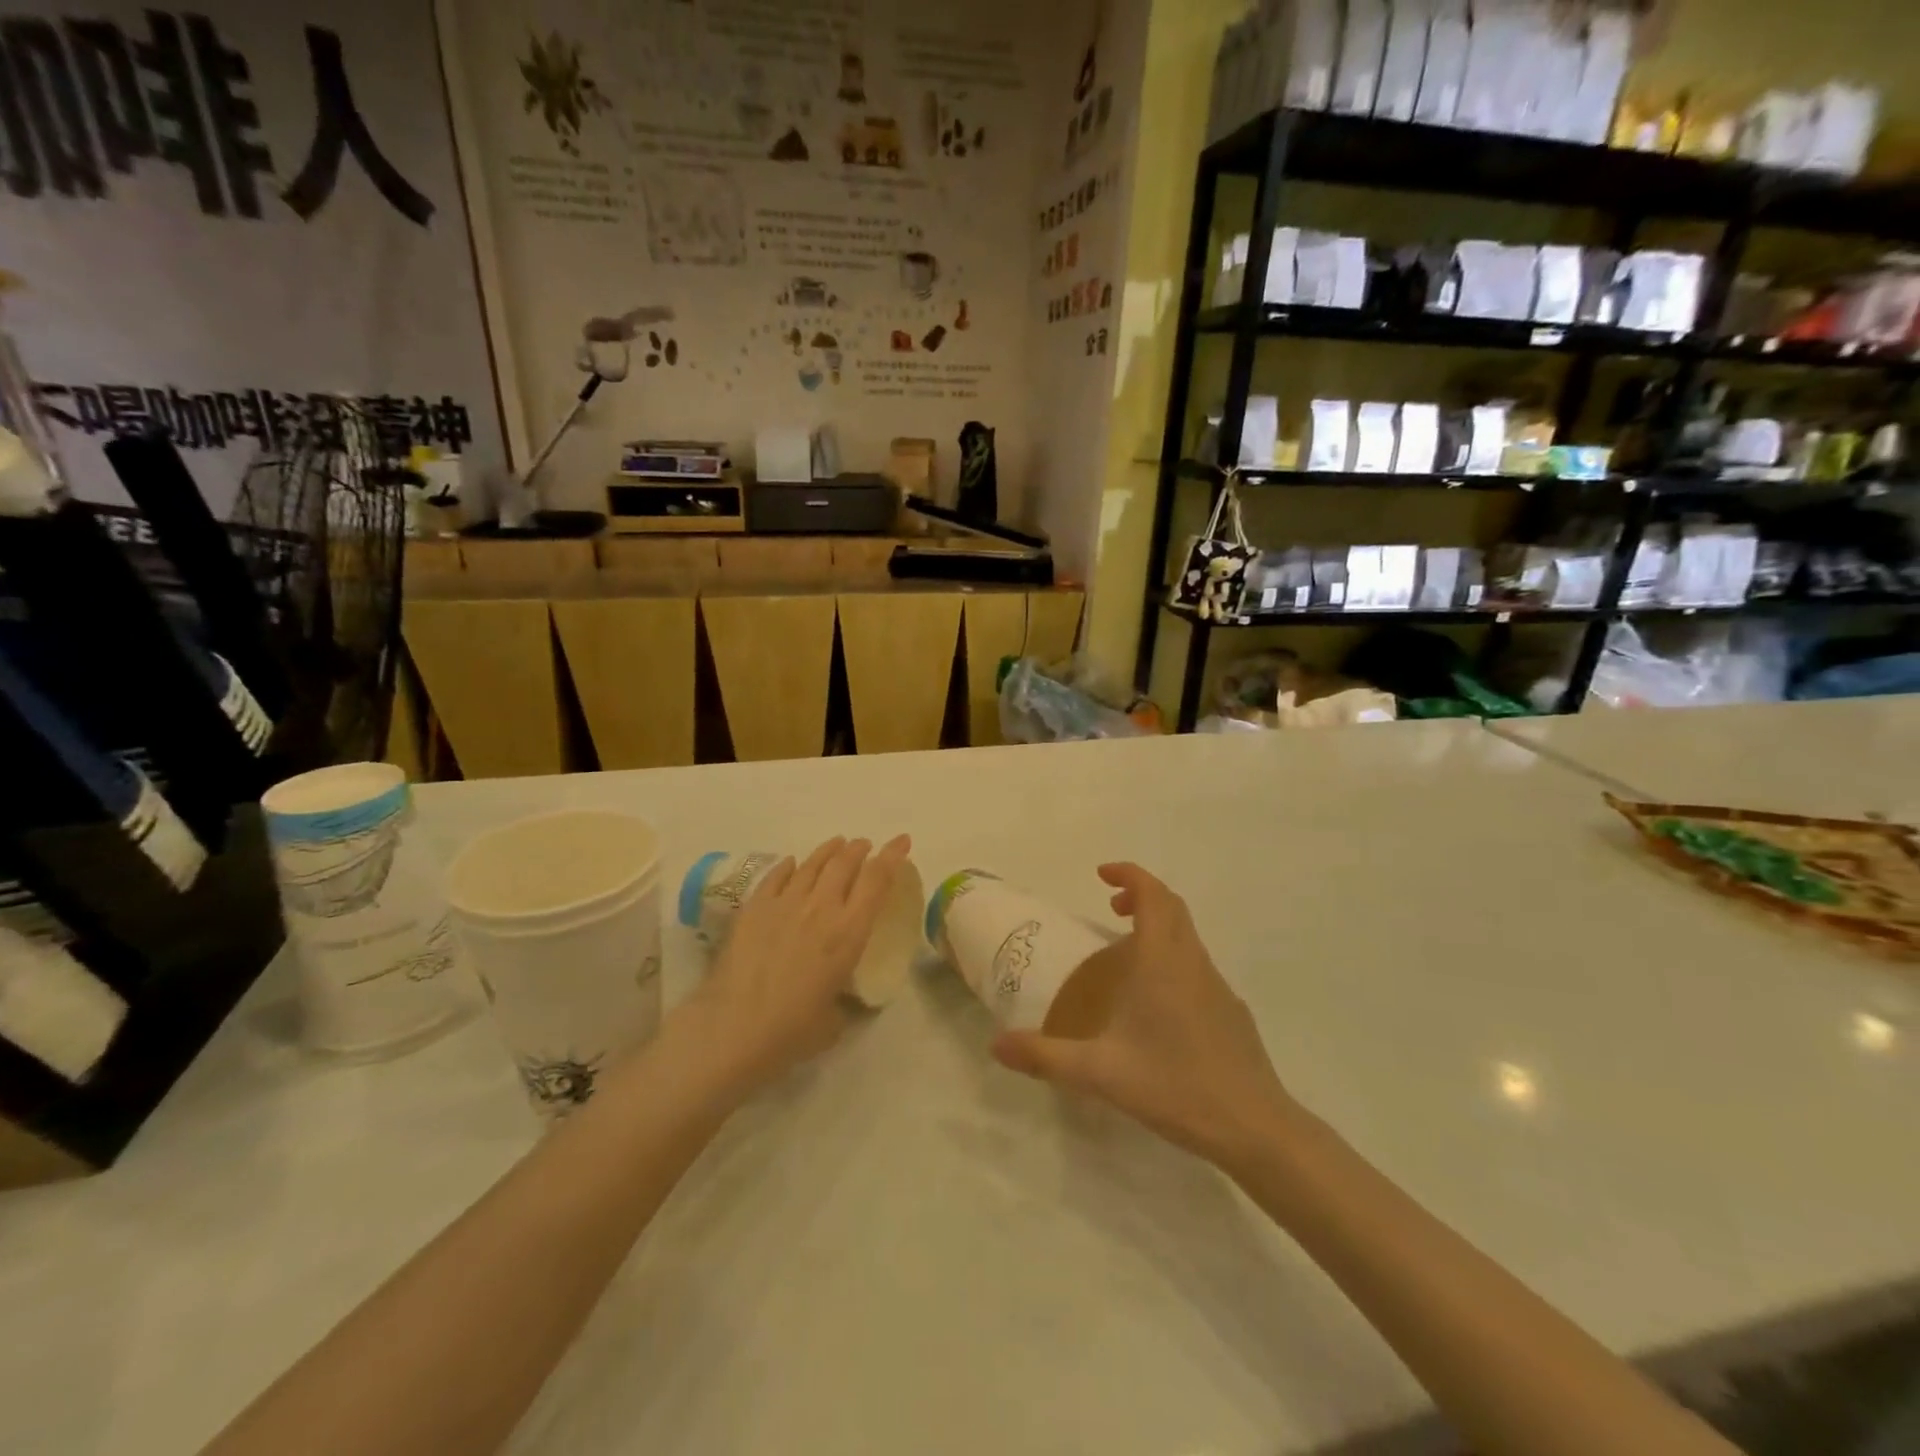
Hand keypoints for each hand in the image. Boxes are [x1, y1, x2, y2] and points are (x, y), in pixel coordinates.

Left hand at [682, 835, 911, 1095]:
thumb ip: (841, 998)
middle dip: (860, 849)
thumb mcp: (834, 1019)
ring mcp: (784, 903)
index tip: (902, 841)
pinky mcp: (754, 908)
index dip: (893, 856)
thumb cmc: (791, 1032)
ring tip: (837, 844)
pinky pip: (777, 876)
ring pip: (812, 863)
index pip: (877, 880)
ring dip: (829, 850)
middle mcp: (821, 908)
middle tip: (865, 846)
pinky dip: (790, 866)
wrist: (733, 1030)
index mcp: (849, 933)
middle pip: (845, 863)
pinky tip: (793, 864)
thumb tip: (837, 995)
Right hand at [992, 863, 1291, 1169]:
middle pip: (1172, 907)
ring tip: (1126, 952)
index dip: (1130, 875)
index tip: (1102, 875)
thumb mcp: (1100, 1073)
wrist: (1254, 1127)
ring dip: (1158, 926)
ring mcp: (1217, 986)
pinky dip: (1173, 956)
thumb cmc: (1175, 1085)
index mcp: (1163, 961)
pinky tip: (1157, 1001)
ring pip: (1188, 936)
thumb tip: (996, 1046)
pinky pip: (1197, 964)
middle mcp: (1193, 962)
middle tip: (1110, 907)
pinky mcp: (1231, 1011)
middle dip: (1142, 895)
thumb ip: (1045, 1056)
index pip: (1153, 895)